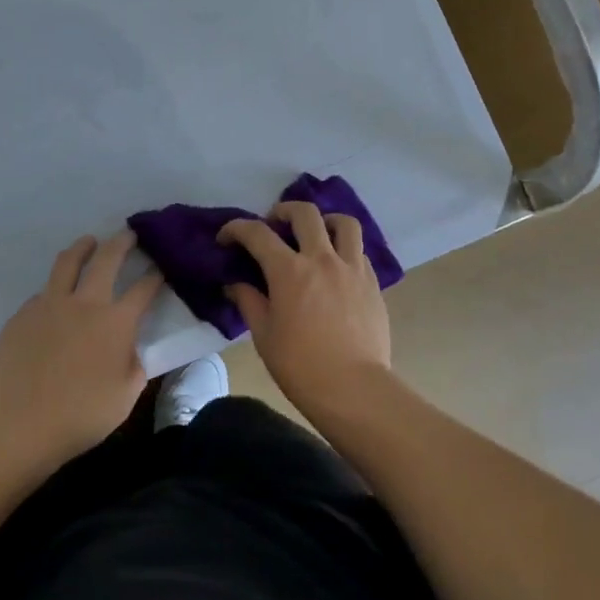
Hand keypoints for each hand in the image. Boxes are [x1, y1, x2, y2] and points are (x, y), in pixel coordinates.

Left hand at [0, 232, 160, 475]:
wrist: (17, 426)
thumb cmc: (79, 416)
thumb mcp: (125, 397)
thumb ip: (134, 366)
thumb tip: (130, 350)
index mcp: (116, 322)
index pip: (143, 289)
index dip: (156, 277)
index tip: (161, 269)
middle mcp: (85, 303)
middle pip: (106, 258)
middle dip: (121, 242)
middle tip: (128, 234)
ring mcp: (49, 305)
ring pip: (68, 262)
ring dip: (83, 248)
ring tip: (89, 242)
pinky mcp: (22, 315)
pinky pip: (43, 293)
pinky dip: (55, 289)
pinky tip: (56, 300)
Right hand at [218, 201, 392, 416]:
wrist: (354, 388)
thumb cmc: (301, 366)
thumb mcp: (264, 336)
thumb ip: (248, 302)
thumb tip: (234, 283)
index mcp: (289, 271)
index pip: (257, 233)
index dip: (237, 229)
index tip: (226, 238)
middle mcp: (322, 258)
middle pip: (305, 213)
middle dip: (283, 211)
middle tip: (274, 224)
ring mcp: (352, 267)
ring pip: (343, 223)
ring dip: (325, 221)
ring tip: (316, 234)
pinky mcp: (372, 282)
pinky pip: (358, 250)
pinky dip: (344, 249)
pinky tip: (336, 267)